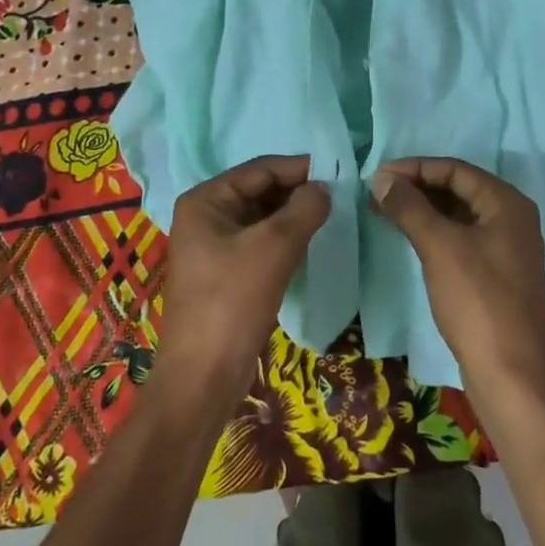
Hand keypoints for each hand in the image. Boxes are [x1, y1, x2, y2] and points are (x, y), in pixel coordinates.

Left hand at [157, 155, 329, 404]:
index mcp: (205, 200)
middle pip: (260, 191)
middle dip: (297, 193)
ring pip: (262, 218)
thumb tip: (324, 188)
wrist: (204, 377)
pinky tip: (310, 244)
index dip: (299, 168)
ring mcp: (213, 246)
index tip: (339, 171)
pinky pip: (260, 243)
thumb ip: (304, 209)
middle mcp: (205, 216)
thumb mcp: (275, 247)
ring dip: (294, 217)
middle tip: (340, 196)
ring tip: (331, 217)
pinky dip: (285, 240)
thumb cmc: (233, 301)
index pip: (260, 169)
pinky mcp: (225, 273)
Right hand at [369, 158, 544, 399]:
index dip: (415, 168)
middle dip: (418, 188)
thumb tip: (382, 177)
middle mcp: (514, 219)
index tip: (378, 176)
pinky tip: (411, 237)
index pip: (455, 169)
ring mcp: (509, 248)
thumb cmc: (476, 300)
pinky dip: (437, 232)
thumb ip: (409, 207)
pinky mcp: (499, 275)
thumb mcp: (439, 246)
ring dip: (424, 210)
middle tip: (377, 194)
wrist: (509, 374)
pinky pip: (464, 238)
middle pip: (460, 189)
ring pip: (461, 215)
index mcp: (507, 203)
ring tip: (386, 212)